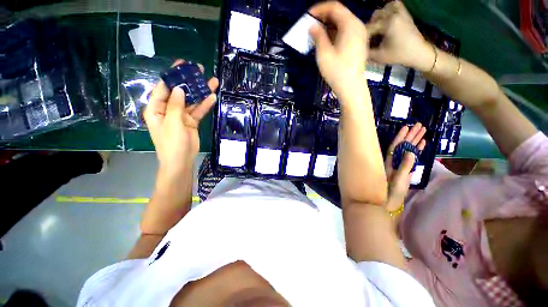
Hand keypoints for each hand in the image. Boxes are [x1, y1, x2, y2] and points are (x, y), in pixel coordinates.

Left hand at [144, 60, 218, 177]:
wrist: (181, 160)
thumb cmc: (172, 143)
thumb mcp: (172, 123)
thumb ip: (176, 105)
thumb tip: (179, 88)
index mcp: (157, 108)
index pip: (163, 88)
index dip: (172, 76)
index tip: (182, 65)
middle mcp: (168, 109)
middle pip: (179, 92)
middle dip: (189, 82)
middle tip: (199, 70)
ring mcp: (181, 116)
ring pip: (191, 101)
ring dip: (200, 92)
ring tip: (212, 82)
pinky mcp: (191, 121)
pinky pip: (198, 111)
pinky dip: (205, 105)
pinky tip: (212, 97)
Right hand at [308, 2, 368, 101]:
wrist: (351, 88)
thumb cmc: (337, 71)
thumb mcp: (324, 53)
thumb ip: (318, 36)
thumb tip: (312, 26)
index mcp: (350, 24)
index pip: (334, 7)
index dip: (319, 9)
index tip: (307, 16)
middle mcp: (357, 26)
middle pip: (339, 14)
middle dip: (323, 18)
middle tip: (310, 27)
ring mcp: (359, 35)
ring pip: (341, 24)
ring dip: (327, 27)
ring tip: (315, 36)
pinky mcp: (358, 44)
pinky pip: (345, 33)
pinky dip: (334, 34)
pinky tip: (325, 42)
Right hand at [366, 1, 434, 71]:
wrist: (419, 52)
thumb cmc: (399, 55)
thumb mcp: (380, 56)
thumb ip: (367, 52)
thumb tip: (357, 50)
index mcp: (388, 23)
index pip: (369, 28)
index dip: (362, 37)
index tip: (359, 46)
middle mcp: (394, 14)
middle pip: (375, 17)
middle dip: (369, 27)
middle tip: (368, 39)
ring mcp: (401, 12)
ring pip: (384, 9)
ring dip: (378, 17)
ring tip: (376, 28)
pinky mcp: (405, 14)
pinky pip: (395, 5)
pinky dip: (388, 10)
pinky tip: (385, 19)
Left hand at [385, 124, 426, 211]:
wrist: (387, 204)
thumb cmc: (391, 194)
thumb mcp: (399, 181)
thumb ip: (404, 167)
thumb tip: (410, 152)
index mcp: (389, 163)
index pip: (394, 146)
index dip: (401, 137)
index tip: (407, 127)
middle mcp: (392, 163)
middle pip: (401, 146)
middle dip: (410, 136)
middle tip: (420, 126)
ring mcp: (398, 166)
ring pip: (406, 150)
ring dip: (414, 141)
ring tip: (423, 132)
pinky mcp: (403, 171)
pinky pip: (409, 158)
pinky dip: (415, 151)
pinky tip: (421, 145)